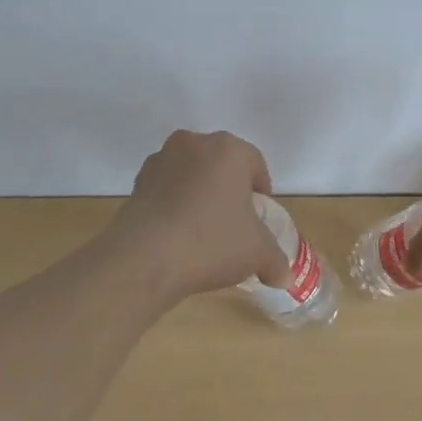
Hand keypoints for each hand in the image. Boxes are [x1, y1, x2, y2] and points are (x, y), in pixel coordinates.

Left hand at [108, 130, 290, 299]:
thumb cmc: (212, 242)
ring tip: (203, 232)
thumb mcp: (257, 253)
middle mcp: (194, 143)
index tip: (259, 219)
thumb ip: (276, 260)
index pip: (255, 164)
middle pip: (221, 165)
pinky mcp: (137, 182)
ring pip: (191, 175)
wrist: (145, 258)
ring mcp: (161, 160)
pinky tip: (177, 235)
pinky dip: (174, 205)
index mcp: (229, 149)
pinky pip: (166, 190)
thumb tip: (284, 276)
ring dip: (199, 195)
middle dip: (229, 190)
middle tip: (234, 224)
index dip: (261, 193)